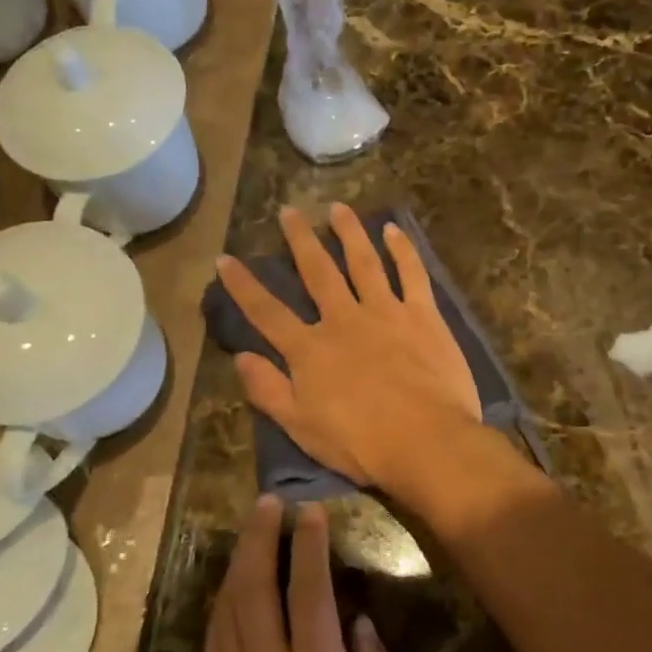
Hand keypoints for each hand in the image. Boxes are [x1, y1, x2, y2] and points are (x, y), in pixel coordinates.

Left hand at [182, 497, 401, 651]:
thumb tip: (364, 625)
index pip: (309, 594)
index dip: (309, 547)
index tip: (311, 513)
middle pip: (257, 586)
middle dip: (262, 537)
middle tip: (268, 502)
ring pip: (228, 605)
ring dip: (239, 559)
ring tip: (250, 528)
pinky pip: (215, 635)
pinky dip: (223, 598)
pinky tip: (230, 585)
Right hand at [215, 204, 482, 495]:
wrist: (426, 442)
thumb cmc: (361, 444)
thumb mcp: (301, 427)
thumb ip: (268, 390)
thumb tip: (240, 357)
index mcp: (311, 350)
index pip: (267, 312)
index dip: (243, 285)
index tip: (225, 258)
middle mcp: (343, 319)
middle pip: (317, 272)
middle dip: (300, 240)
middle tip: (289, 211)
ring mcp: (386, 312)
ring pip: (363, 262)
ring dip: (349, 232)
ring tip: (338, 208)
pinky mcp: (422, 315)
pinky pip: (411, 274)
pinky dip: (402, 250)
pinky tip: (393, 230)